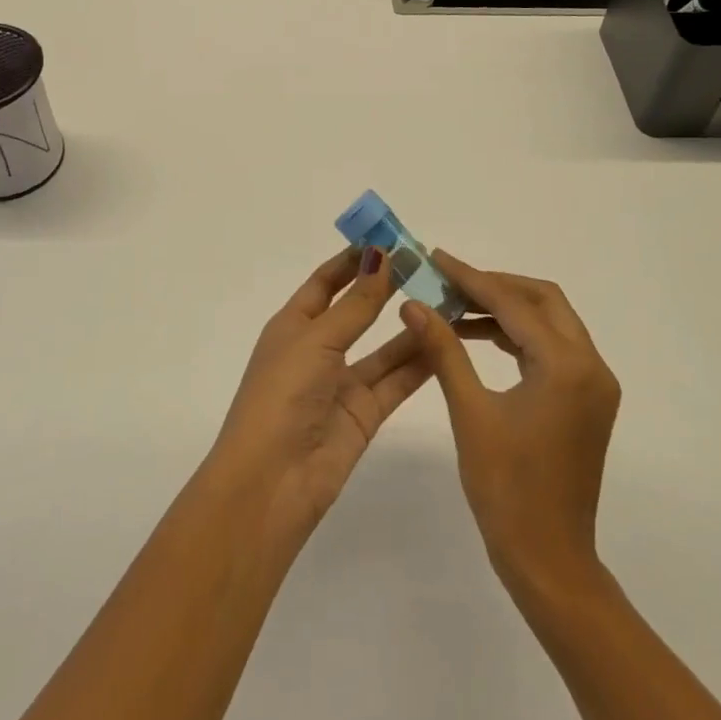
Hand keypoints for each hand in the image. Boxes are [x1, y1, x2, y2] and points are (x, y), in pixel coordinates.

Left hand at [211, 247, 432, 541]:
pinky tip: (448, 339)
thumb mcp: (316, 340)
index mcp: (293, 326)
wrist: (271, 481)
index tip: (389, 238)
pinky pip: (397, 380)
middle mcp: (318, 350)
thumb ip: (355, 304)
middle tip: (428, 264)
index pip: (326, 282)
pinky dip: (421, 361)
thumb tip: (381, 256)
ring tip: (448, 298)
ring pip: (384, 346)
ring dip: (411, 324)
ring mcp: (342, 383)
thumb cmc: (281, 396)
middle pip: (358, 310)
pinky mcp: (365, 414)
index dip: (354, 260)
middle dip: (388, 287)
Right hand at [398, 251, 620, 598]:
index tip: (436, 257)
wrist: (548, 559)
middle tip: (448, 282)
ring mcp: (594, 384)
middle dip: (495, 285)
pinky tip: (479, 338)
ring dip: (506, 310)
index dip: (471, 278)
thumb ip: (443, 350)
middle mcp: (591, 366)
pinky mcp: (587, 401)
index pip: (514, 304)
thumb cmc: (506, 489)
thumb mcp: (470, 412)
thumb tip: (413, 305)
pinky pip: (552, 350)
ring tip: (455, 307)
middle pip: (544, 301)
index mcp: (567, 366)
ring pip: (550, 323)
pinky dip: (518, 337)